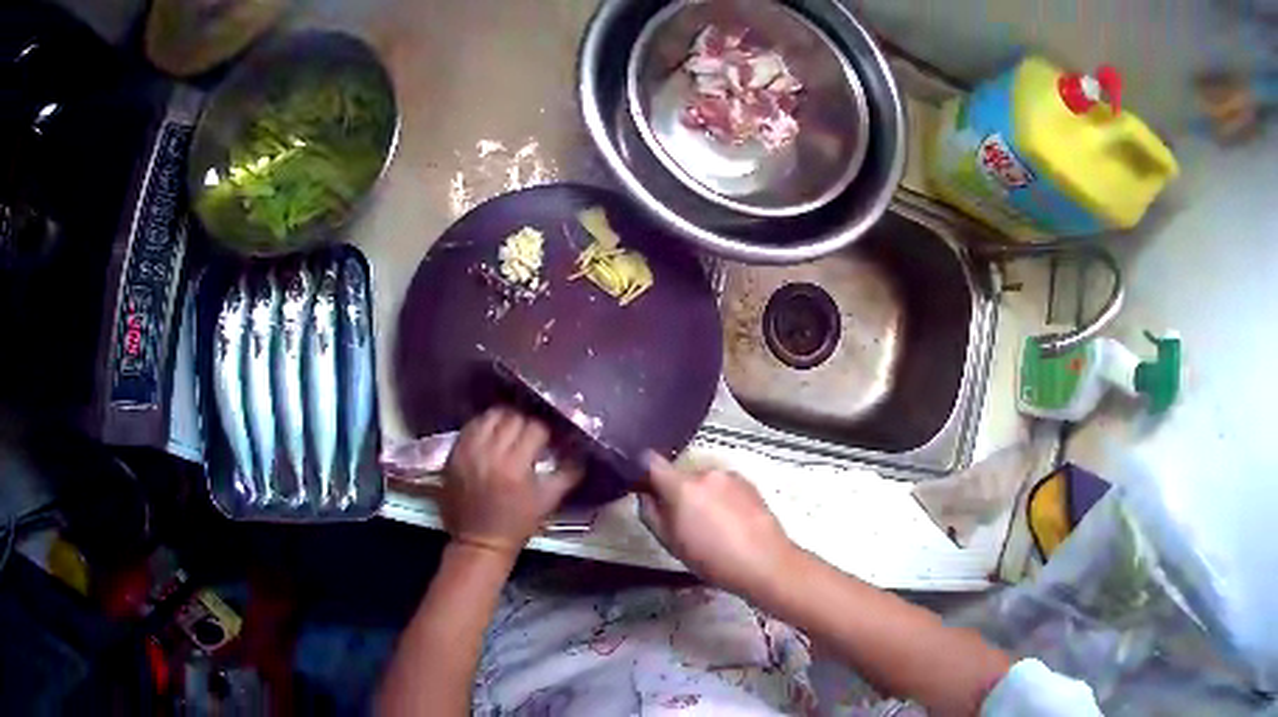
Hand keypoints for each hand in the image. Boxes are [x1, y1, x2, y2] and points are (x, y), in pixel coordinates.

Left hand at [442, 408, 582, 555]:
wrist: (479, 541)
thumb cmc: (517, 523)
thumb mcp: (548, 501)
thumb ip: (568, 473)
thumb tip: (581, 450)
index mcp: (515, 466)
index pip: (535, 428)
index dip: (546, 431)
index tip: (550, 438)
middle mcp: (490, 453)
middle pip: (512, 417)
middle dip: (525, 423)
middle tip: (531, 433)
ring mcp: (468, 451)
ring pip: (489, 416)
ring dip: (504, 419)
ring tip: (510, 429)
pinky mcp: (454, 453)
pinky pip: (471, 426)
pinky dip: (484, 426)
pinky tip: (492, 434)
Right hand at [638, 453, 798, 597]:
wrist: (765, 562)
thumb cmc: (712, 559)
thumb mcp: (671, 543)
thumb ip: (651, 514)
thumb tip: (645, 495)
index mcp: (682, 486)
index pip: (652, 462)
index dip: (644, 472)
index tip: (644, 487)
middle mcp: (706, 473)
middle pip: (681, 475)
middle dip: (678, 492)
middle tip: (683, 521)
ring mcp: (730, 476)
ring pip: (704, 481)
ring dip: (701, 495)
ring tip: (711, 525)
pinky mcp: (749, 483)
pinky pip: (724, 486)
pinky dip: (721, 498)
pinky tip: (730, 522)